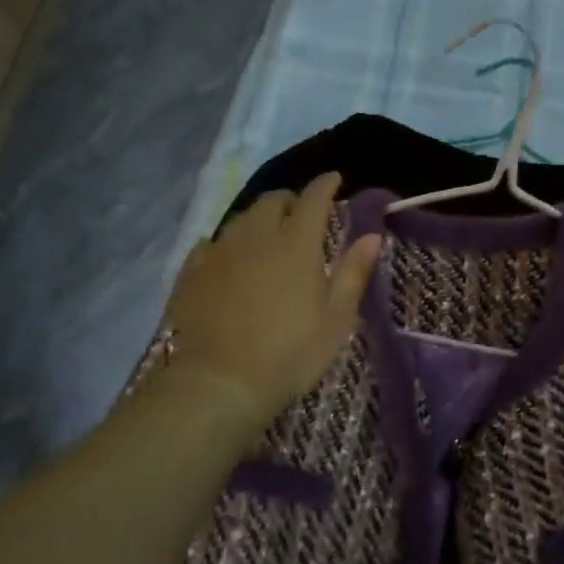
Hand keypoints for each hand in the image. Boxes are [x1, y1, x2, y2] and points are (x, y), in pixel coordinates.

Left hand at [164, 172, 381, 424]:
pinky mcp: (192, 273)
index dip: (325, 185)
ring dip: (258, 219)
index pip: (313, 198)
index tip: (334, 179)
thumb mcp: (336, 318)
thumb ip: (353, 272)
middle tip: (301, 213)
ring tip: (267, 234)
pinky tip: (227, 257)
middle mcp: (256, 237)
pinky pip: (210, 244)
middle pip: (272, 201)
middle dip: (290, 200)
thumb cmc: (290, 353)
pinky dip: (225, 243)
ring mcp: (219, 252)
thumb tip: (371, 235)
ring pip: (240, 219)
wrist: (220, 383)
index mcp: (296, 244)